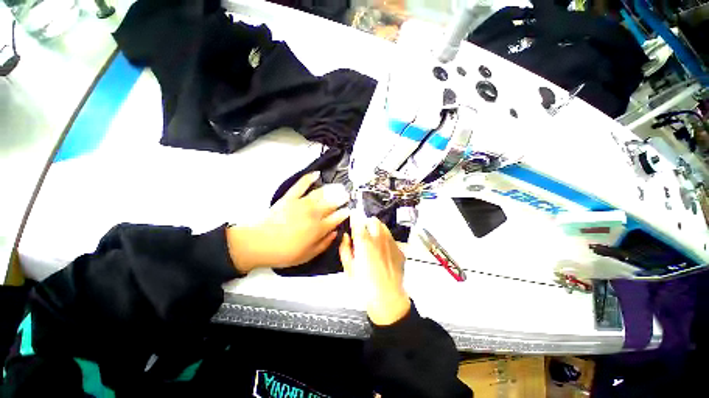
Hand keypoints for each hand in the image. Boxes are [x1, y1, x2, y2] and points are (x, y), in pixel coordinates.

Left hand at [227, 172, 349, 272]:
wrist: (259, 244)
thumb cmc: (285, 253)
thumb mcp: (308, 255)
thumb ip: (324, 244)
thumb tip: (335, 233)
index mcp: (319, 228)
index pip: (337, 218)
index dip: (345, 214)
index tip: (350, 210)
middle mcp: (313, 213)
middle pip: (331, 203)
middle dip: (342, 199)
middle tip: (347, 195)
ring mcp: (302, 203)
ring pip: (321, 193)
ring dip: (332, 189)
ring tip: (339, 186)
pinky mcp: (290, 197)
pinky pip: (301, 185)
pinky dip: (309, 178)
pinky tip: (316, 174)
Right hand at [339, 214, 409, 325]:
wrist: (388, 299)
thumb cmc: (364, 285)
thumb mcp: (348, 268)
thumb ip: (345, 249)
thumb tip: (346, 236)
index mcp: (364, 242)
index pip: (358, 220)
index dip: (354, 216)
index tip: (352, 215)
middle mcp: (379, 238)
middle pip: (373, 220)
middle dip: (367, 223)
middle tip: (363, 233)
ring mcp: (391, 243)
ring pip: (384, 227)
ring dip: (377, 230)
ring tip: (374, 241)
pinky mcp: (399, 250)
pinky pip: (391, 238)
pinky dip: (386, 240)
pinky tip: (384, 252)